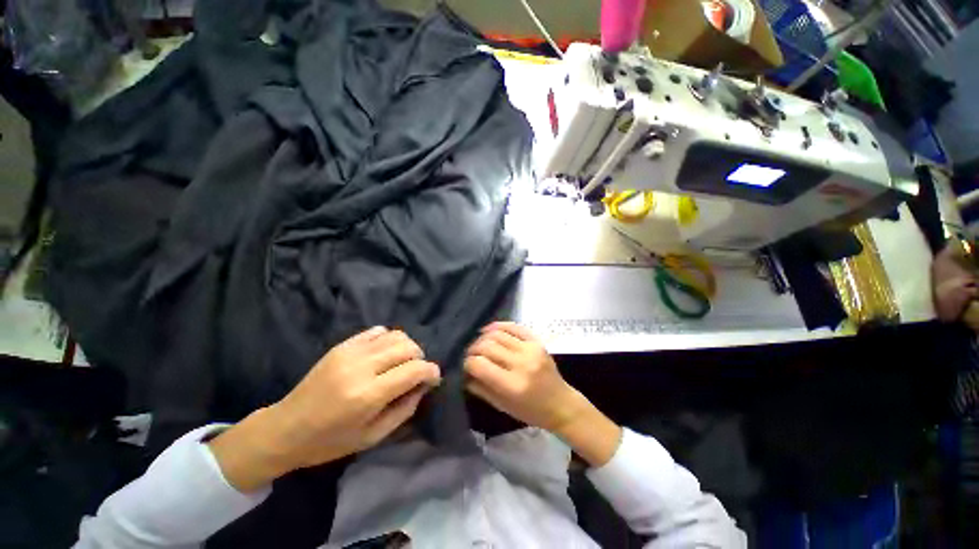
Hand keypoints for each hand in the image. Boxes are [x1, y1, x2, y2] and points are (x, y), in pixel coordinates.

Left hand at [209, 327, 439, 490]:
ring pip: (396, 335)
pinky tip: (385, 354)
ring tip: (402, 363)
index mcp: (368, 395)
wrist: (285, 429)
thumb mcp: (372, 437)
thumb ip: (404, 410)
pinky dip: (389, 339)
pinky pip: (378, 331)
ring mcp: (350, 352)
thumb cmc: (329, 441)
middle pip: (408, 347)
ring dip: (407, 347)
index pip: (414, 369)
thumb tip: (423, 386)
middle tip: (416, 373)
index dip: (431, 372)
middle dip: (420, 358)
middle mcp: (362, 367)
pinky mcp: (342, 345)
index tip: (434, 379)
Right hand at [464, 322, 581, 431]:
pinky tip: (488, 330)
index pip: (479, 365)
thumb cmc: (531, 411)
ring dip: (483, 338)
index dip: (467, 364)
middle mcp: (521, 363)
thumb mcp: (502, 406)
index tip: (465, 366)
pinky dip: (498, 326)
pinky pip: (514, 326)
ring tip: (478, 344)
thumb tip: (463, 373)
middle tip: (469, 355)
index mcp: (512, 385)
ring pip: (498, 334)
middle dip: (472, 349)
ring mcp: (531, 349)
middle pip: (487, 346)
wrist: (561, 404)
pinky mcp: (537, 341)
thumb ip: (480, 388)